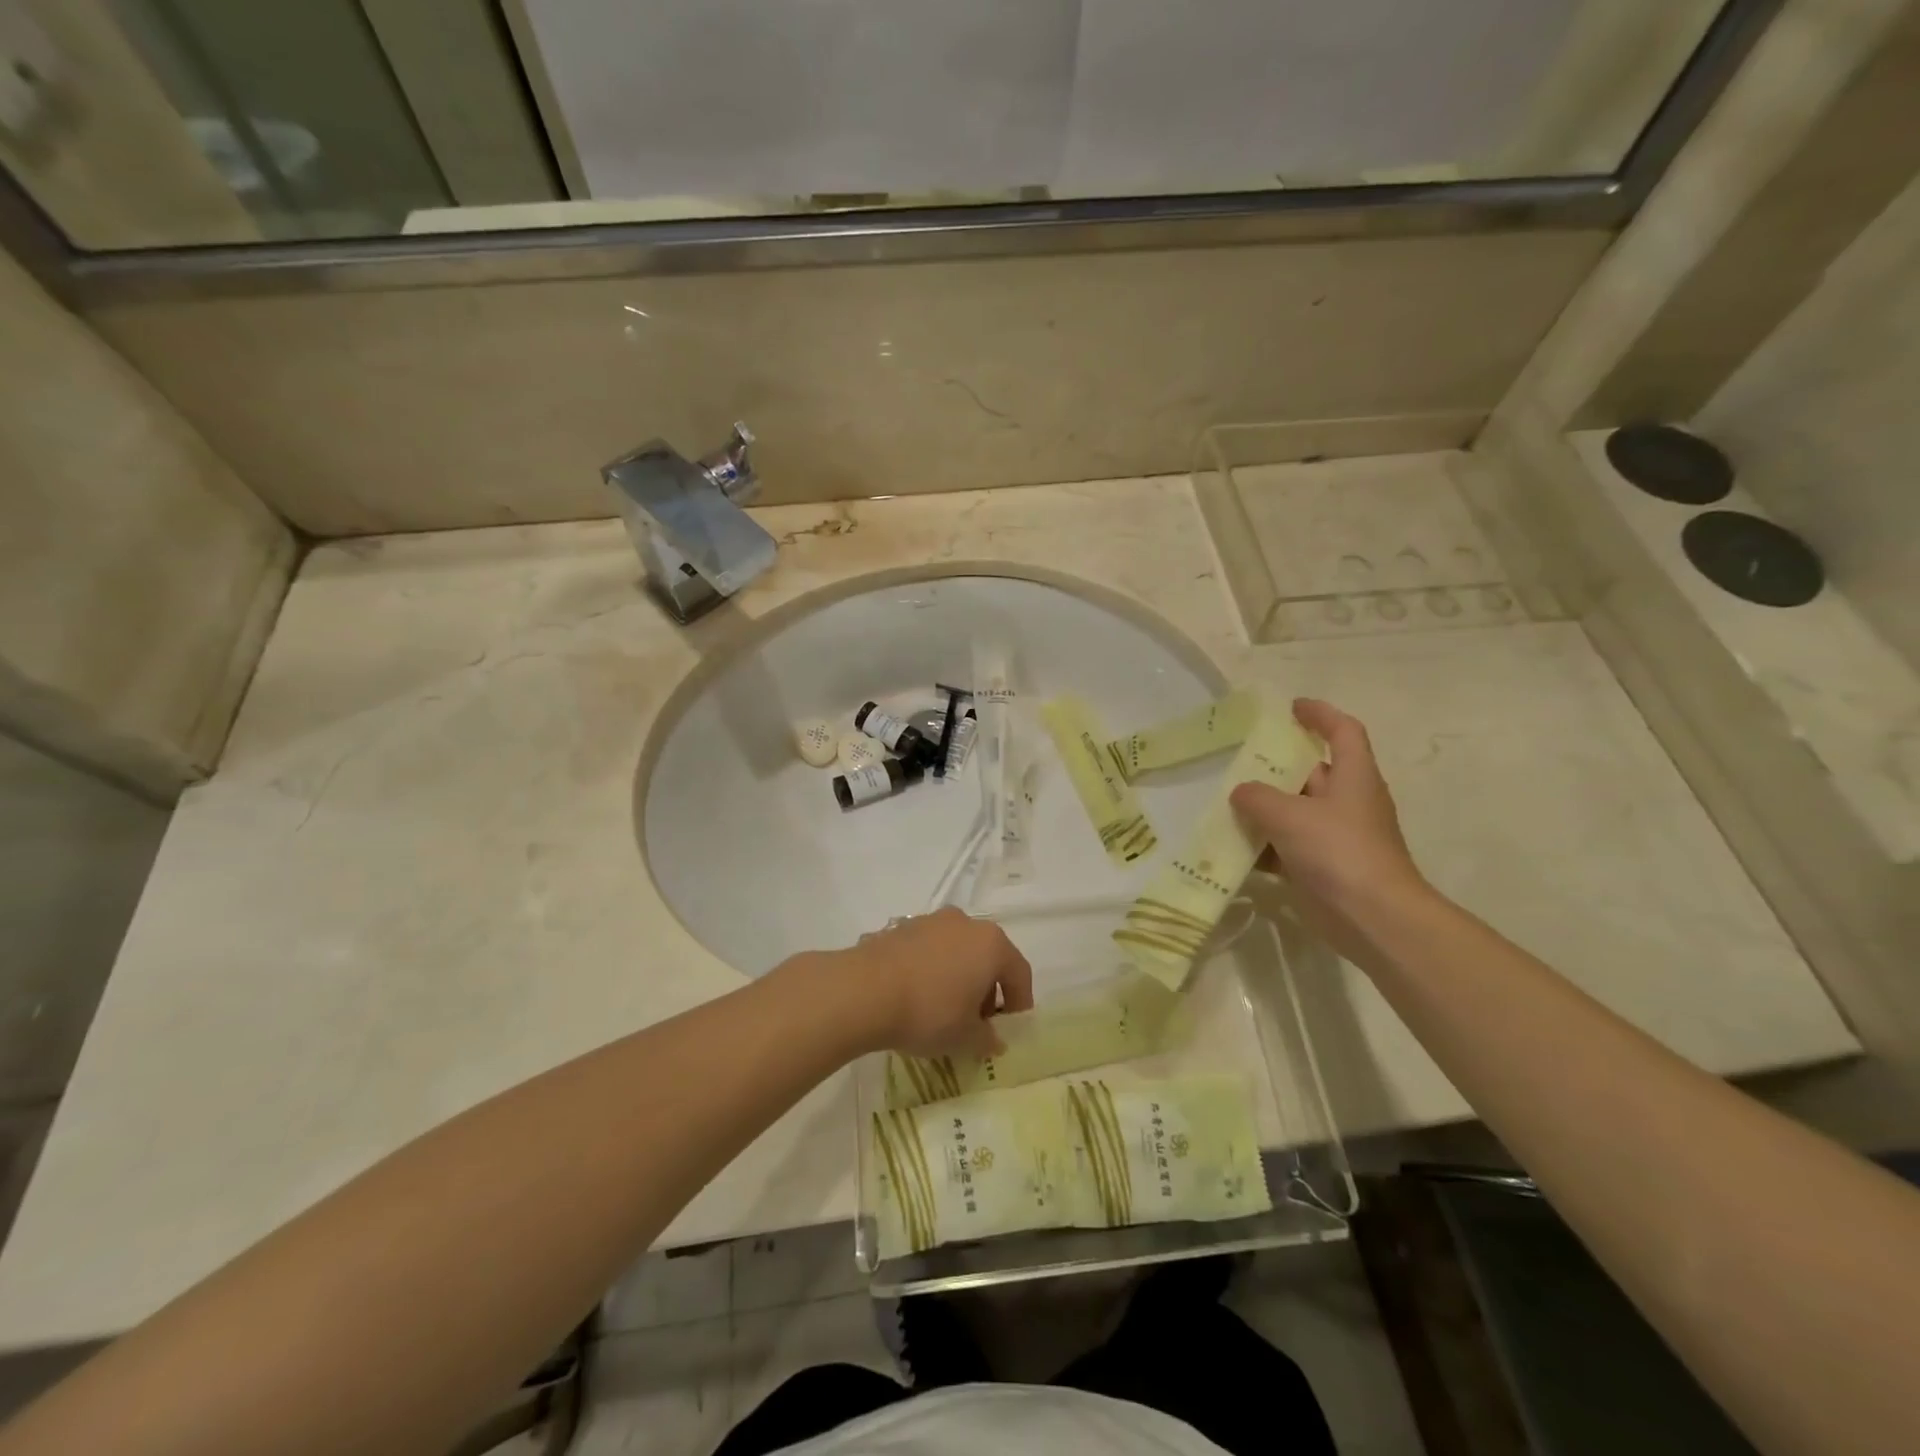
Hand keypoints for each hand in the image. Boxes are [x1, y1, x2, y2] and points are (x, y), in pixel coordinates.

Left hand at [841, 908, 1034, 1059]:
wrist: (865, 990)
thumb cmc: (929, 1011)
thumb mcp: (965, 1037)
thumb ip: (987, 1038)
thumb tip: (994, 1040)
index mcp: (992, 944)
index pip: (1019, 972)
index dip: (1020, 1002)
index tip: (1009, 1028)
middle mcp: (965, 923)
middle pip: (988, 957)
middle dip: (988, 989)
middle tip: (977, 1022)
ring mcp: (931, 921)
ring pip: (957, 950)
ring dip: (958, 977)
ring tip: (944, 1009)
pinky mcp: (902, 927)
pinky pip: (929, 950)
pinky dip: (931, 970)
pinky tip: (916, 996)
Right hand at [1229, 699, 1432, 965]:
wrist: (1373, 918)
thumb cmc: (1339, 851)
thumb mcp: (1290, 815)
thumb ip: (1258, 797)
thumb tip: (1241, 791)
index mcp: (1353, 777)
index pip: (1343, 731)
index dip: (1320, 714)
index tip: (1290, 707)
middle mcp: (1347, 801)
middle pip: (1311, 771)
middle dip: (1276, 765)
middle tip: (1237, 759)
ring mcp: (1335, 836)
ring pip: (1294, 811)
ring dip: (1263, 808)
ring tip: (1224, 801)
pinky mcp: (1322, 867)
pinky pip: (1286, 846)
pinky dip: (1263, 845)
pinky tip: (1231, 847)